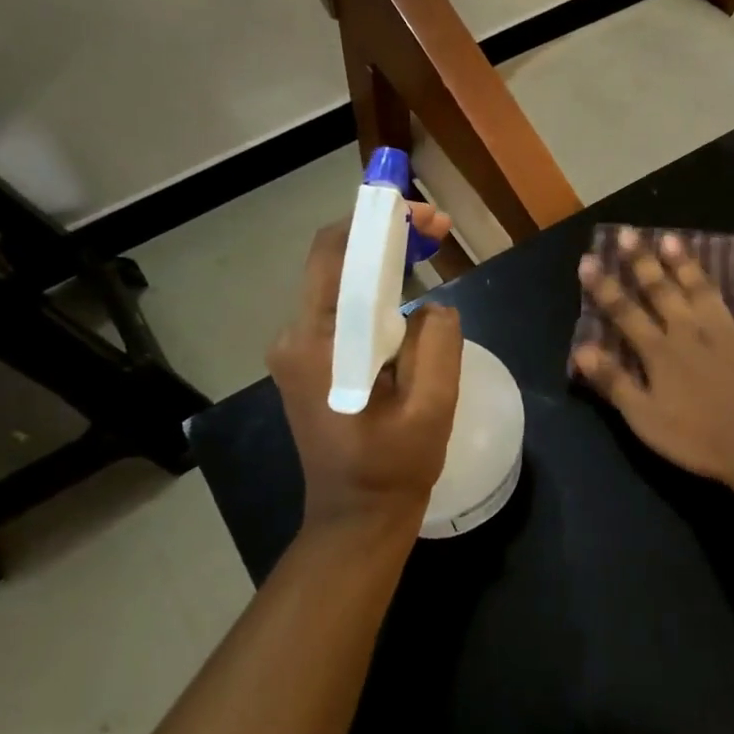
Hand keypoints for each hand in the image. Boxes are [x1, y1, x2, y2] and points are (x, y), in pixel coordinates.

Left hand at [266, 205, 461, 542]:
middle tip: (438, 229)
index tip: (427, 215)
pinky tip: (407, 298)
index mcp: (320, 344)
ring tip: (430, 253)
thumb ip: (437, 343)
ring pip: (339, 283)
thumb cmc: (394, 467)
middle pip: (335, 261)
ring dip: (382, 262)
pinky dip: (374, 292)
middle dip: (384, 235)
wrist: (354, 518)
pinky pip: (341, 310)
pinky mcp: (307, 361)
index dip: (380, 221)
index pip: (338, 255)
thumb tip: (433, 306)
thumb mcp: (432, 406)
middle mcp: (295, 337)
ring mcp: (297, 350)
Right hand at [573, 228, 733, 488]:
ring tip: (673, 238)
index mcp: (660, 351)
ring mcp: (729, 330)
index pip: (624, 312)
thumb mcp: (644, 418)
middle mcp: (691, 330)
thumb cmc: (696, 438)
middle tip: (629, 233)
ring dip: (687, 264)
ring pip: (703, 289)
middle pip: (662, 291)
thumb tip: (580, 348)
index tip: (588, 259)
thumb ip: (613, 381)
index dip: (604, 286)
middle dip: (642, 262)